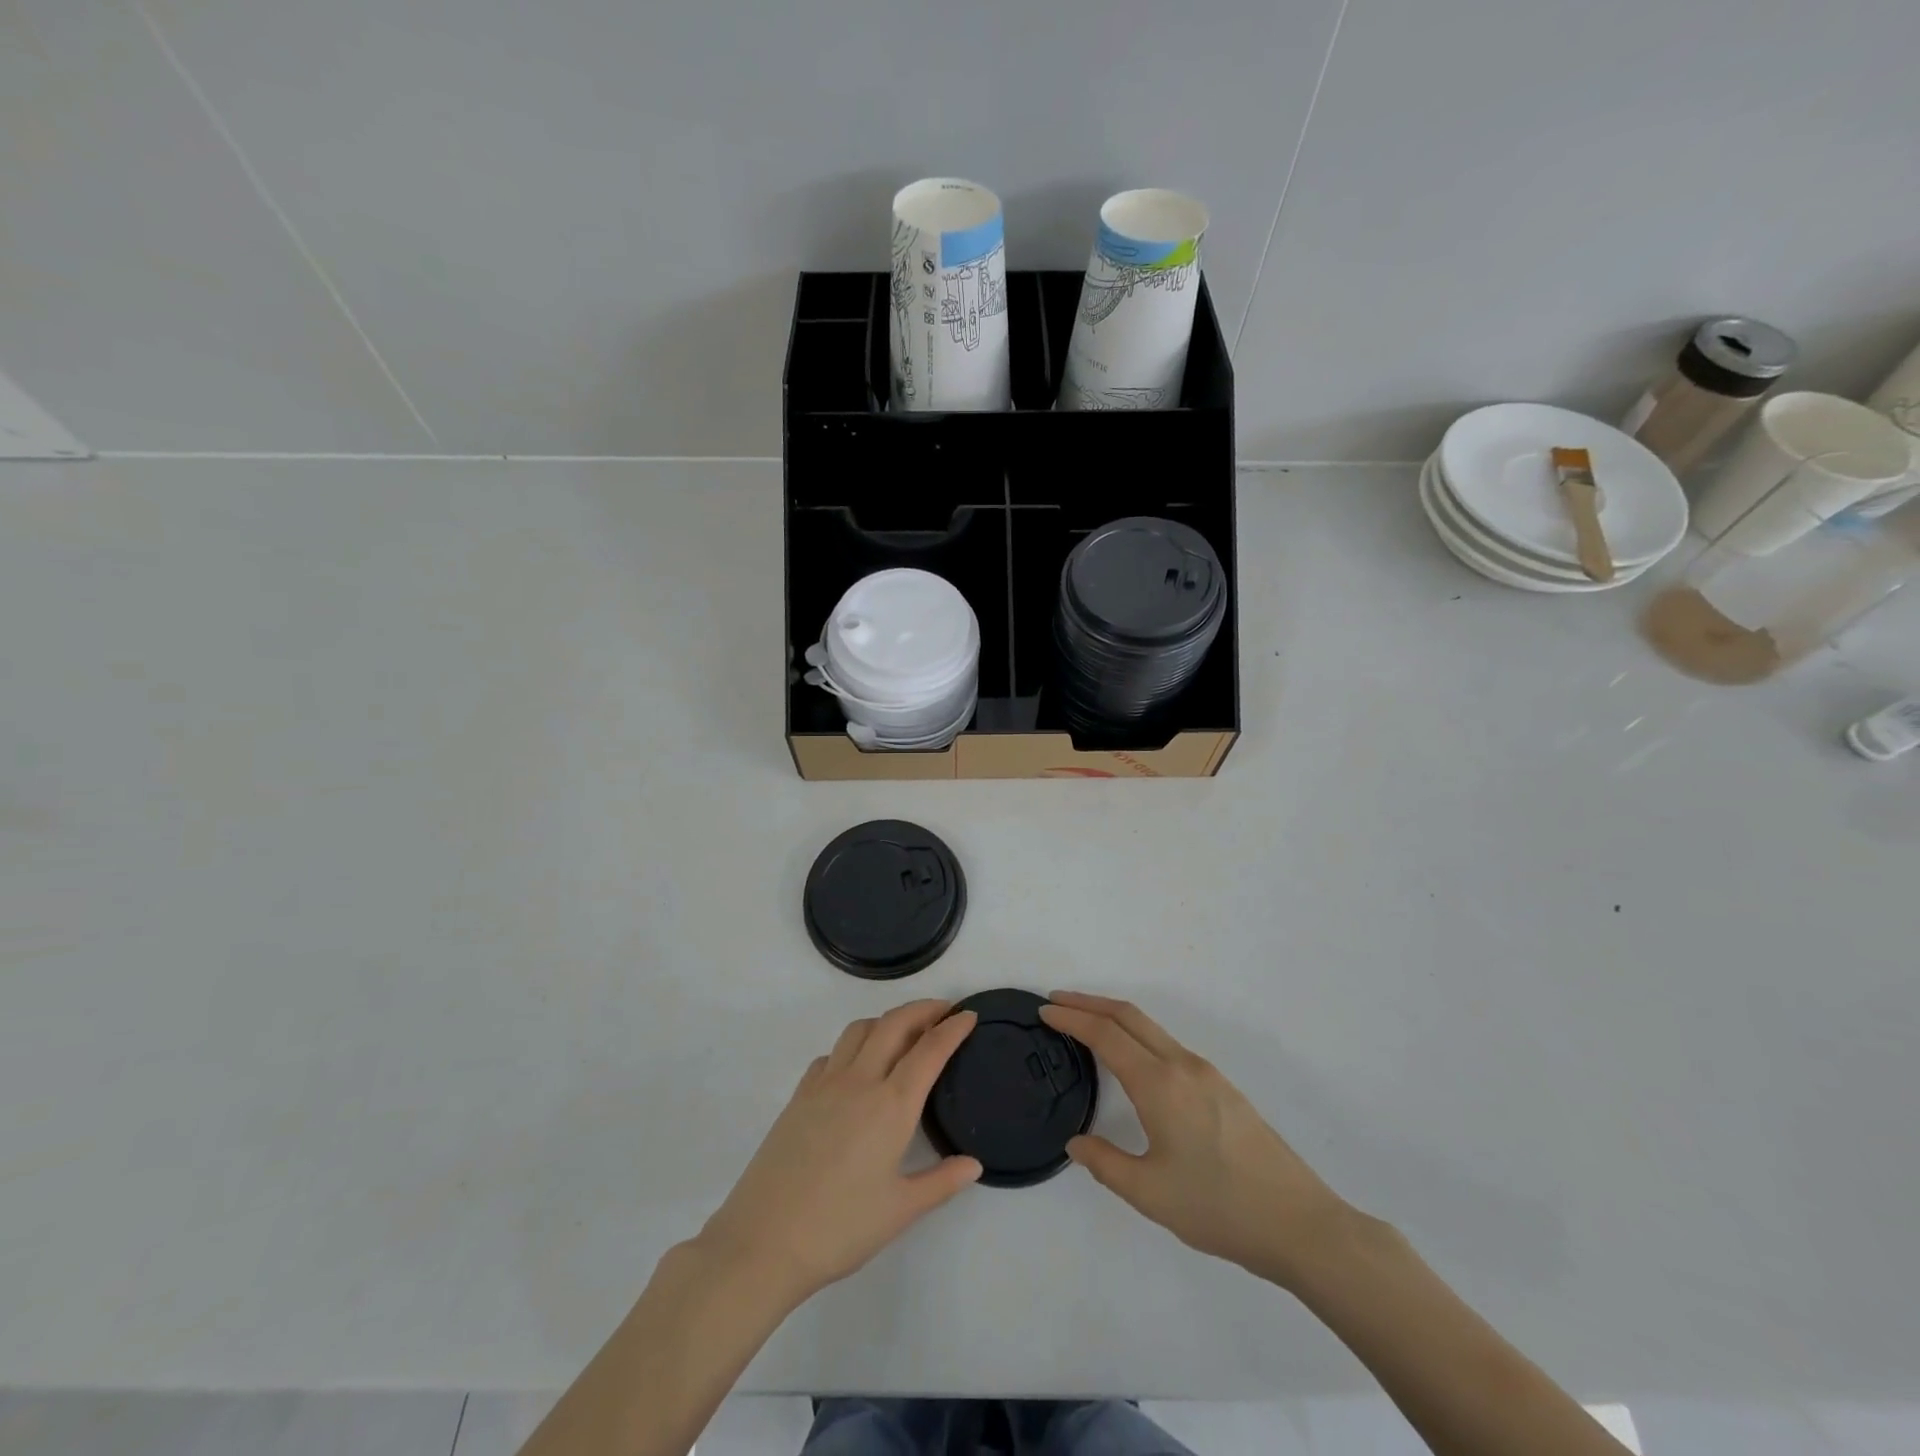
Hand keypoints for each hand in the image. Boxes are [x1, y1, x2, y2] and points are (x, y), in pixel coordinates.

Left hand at [696, 1000, 980, 1306]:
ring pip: (859, 1030)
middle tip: (943, 1010)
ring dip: (886, 1020)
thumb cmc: (839, 1229)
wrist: (762, 1242)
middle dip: (922, 1009)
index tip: (969, 1015)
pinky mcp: (798, 1096)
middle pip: (894, 1024)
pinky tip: (855, 1068)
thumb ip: (942, 1182)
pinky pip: (831, 1054)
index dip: (953, 1028)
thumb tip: (974, 1164)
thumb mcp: (900, 1211)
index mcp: (891, 1105)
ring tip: (902, 1032)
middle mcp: (860, 1081)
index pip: (929, 1050)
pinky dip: (852, 1046)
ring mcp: (824, 1084)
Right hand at [1039, 992, 1354, 1287]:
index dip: (1072, 1018)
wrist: (1299, 1224)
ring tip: (1086, 1023)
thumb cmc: (1219, 1208)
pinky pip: (1167, 1044)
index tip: (1044, 1011)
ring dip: (1114, 1016)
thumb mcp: (1150, 1193)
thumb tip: (1076, 1142)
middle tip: (1056, 1000)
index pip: (1106, 1034)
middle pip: (1128, 1016)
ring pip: (1151, 1028)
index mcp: (1160, 1084)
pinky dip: (1137, 1034)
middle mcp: (1182, 1065)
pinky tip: (1131, 1058)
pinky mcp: (1222, 1087)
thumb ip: (1105, 1163)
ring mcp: (1206, 1073)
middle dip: (1089, 1002)